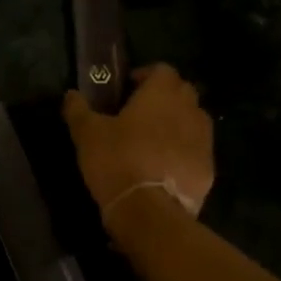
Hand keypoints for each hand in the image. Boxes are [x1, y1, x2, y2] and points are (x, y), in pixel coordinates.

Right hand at [61, 64, 214, 235]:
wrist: (149, 212)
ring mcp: (204, 140)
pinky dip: (185, 152)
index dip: (146, 75)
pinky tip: (166, 167)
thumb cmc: (117, 160)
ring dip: (178, 123)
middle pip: (183, 92)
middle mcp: (189, 110)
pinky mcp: (209, 169)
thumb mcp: (87, 134)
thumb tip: (71, 95)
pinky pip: (198, 151)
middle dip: (165, 97)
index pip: (162, 69)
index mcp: (161, 94)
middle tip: (142, 112)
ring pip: (194, 121)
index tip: (129, 89)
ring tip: (155, 140)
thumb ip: (78, 110)